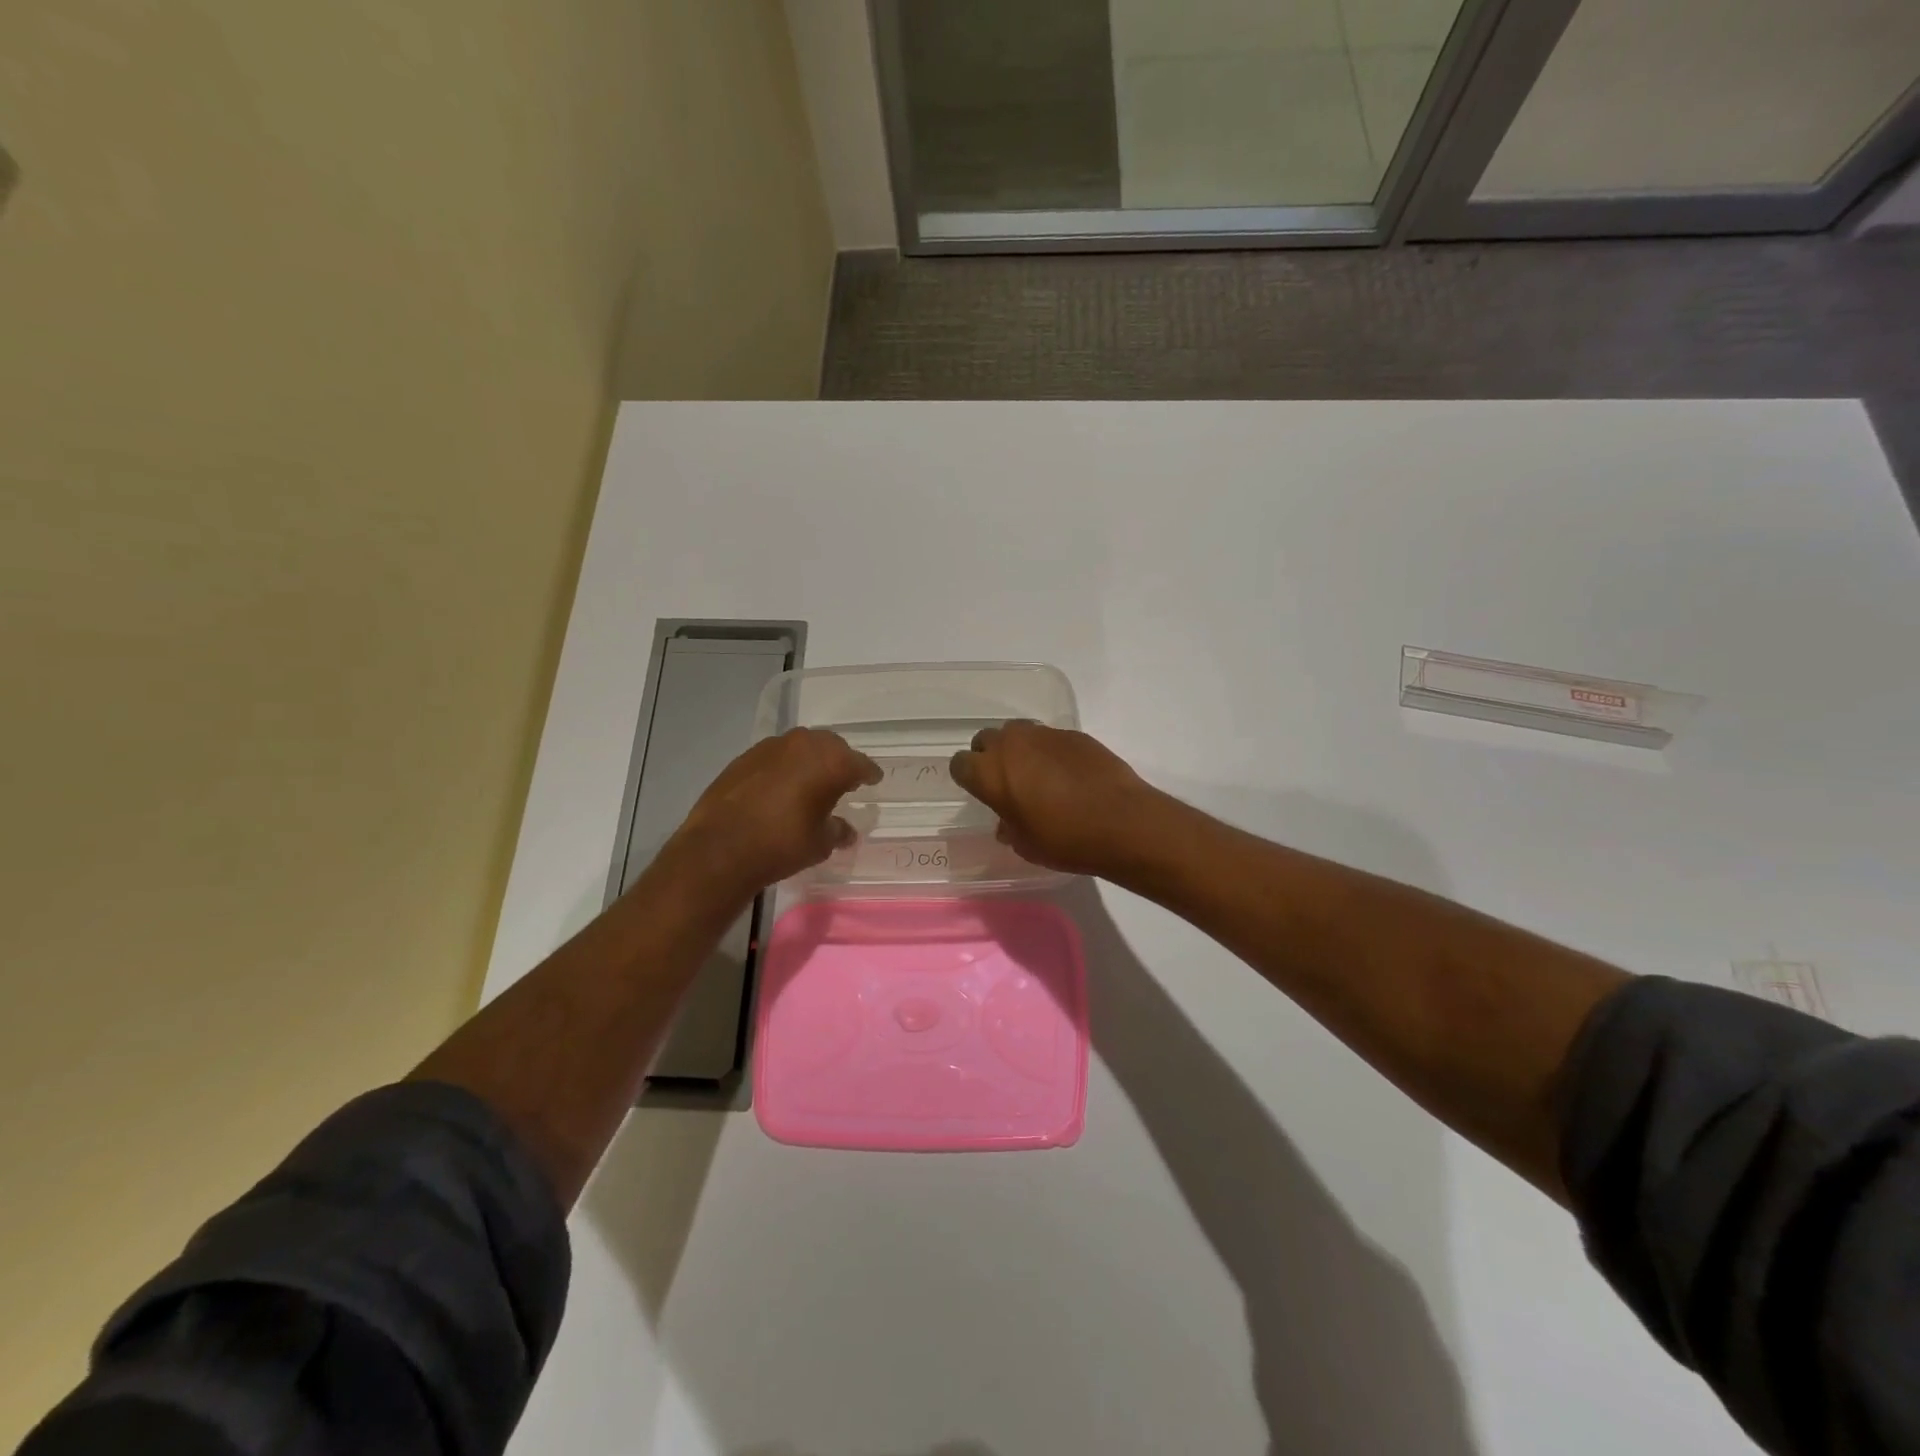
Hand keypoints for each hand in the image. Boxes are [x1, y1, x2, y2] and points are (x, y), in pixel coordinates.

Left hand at [666, 729, 880, 901]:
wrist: (720, 847)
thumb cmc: (782, 844)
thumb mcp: (820, 844)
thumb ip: (837, 831)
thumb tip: (846, 830)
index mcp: (832, 762)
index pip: (860, 764)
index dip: (869, 774)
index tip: (873, 781)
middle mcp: (804, 745)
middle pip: (832, 746)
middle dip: (840, 761)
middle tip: (842, 781)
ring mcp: (771, 747)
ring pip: (801, 747)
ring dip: (810, 761)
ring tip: (811, 783)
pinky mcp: (745, 756)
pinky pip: (776, 756)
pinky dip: (784, 767)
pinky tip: (780, 788)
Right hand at [949, 721, 1165, 877]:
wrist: (1122, 822)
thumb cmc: (1064, 840)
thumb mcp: (1025, 844)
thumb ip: (1008, 827)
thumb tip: (1007, 822)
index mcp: (990, 772)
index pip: (960, 764)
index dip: (968, 778)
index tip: (980, 792)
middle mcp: (1012, 745)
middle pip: (987, 739)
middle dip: (990, 756)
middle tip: (1005, 781)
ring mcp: (1045, 735)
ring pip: (1019, 733)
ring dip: (1020, 750)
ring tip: (1036, 775)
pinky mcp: (1075, 734)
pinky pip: (1050, 739)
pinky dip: (1051, 752)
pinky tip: (1067, 775)